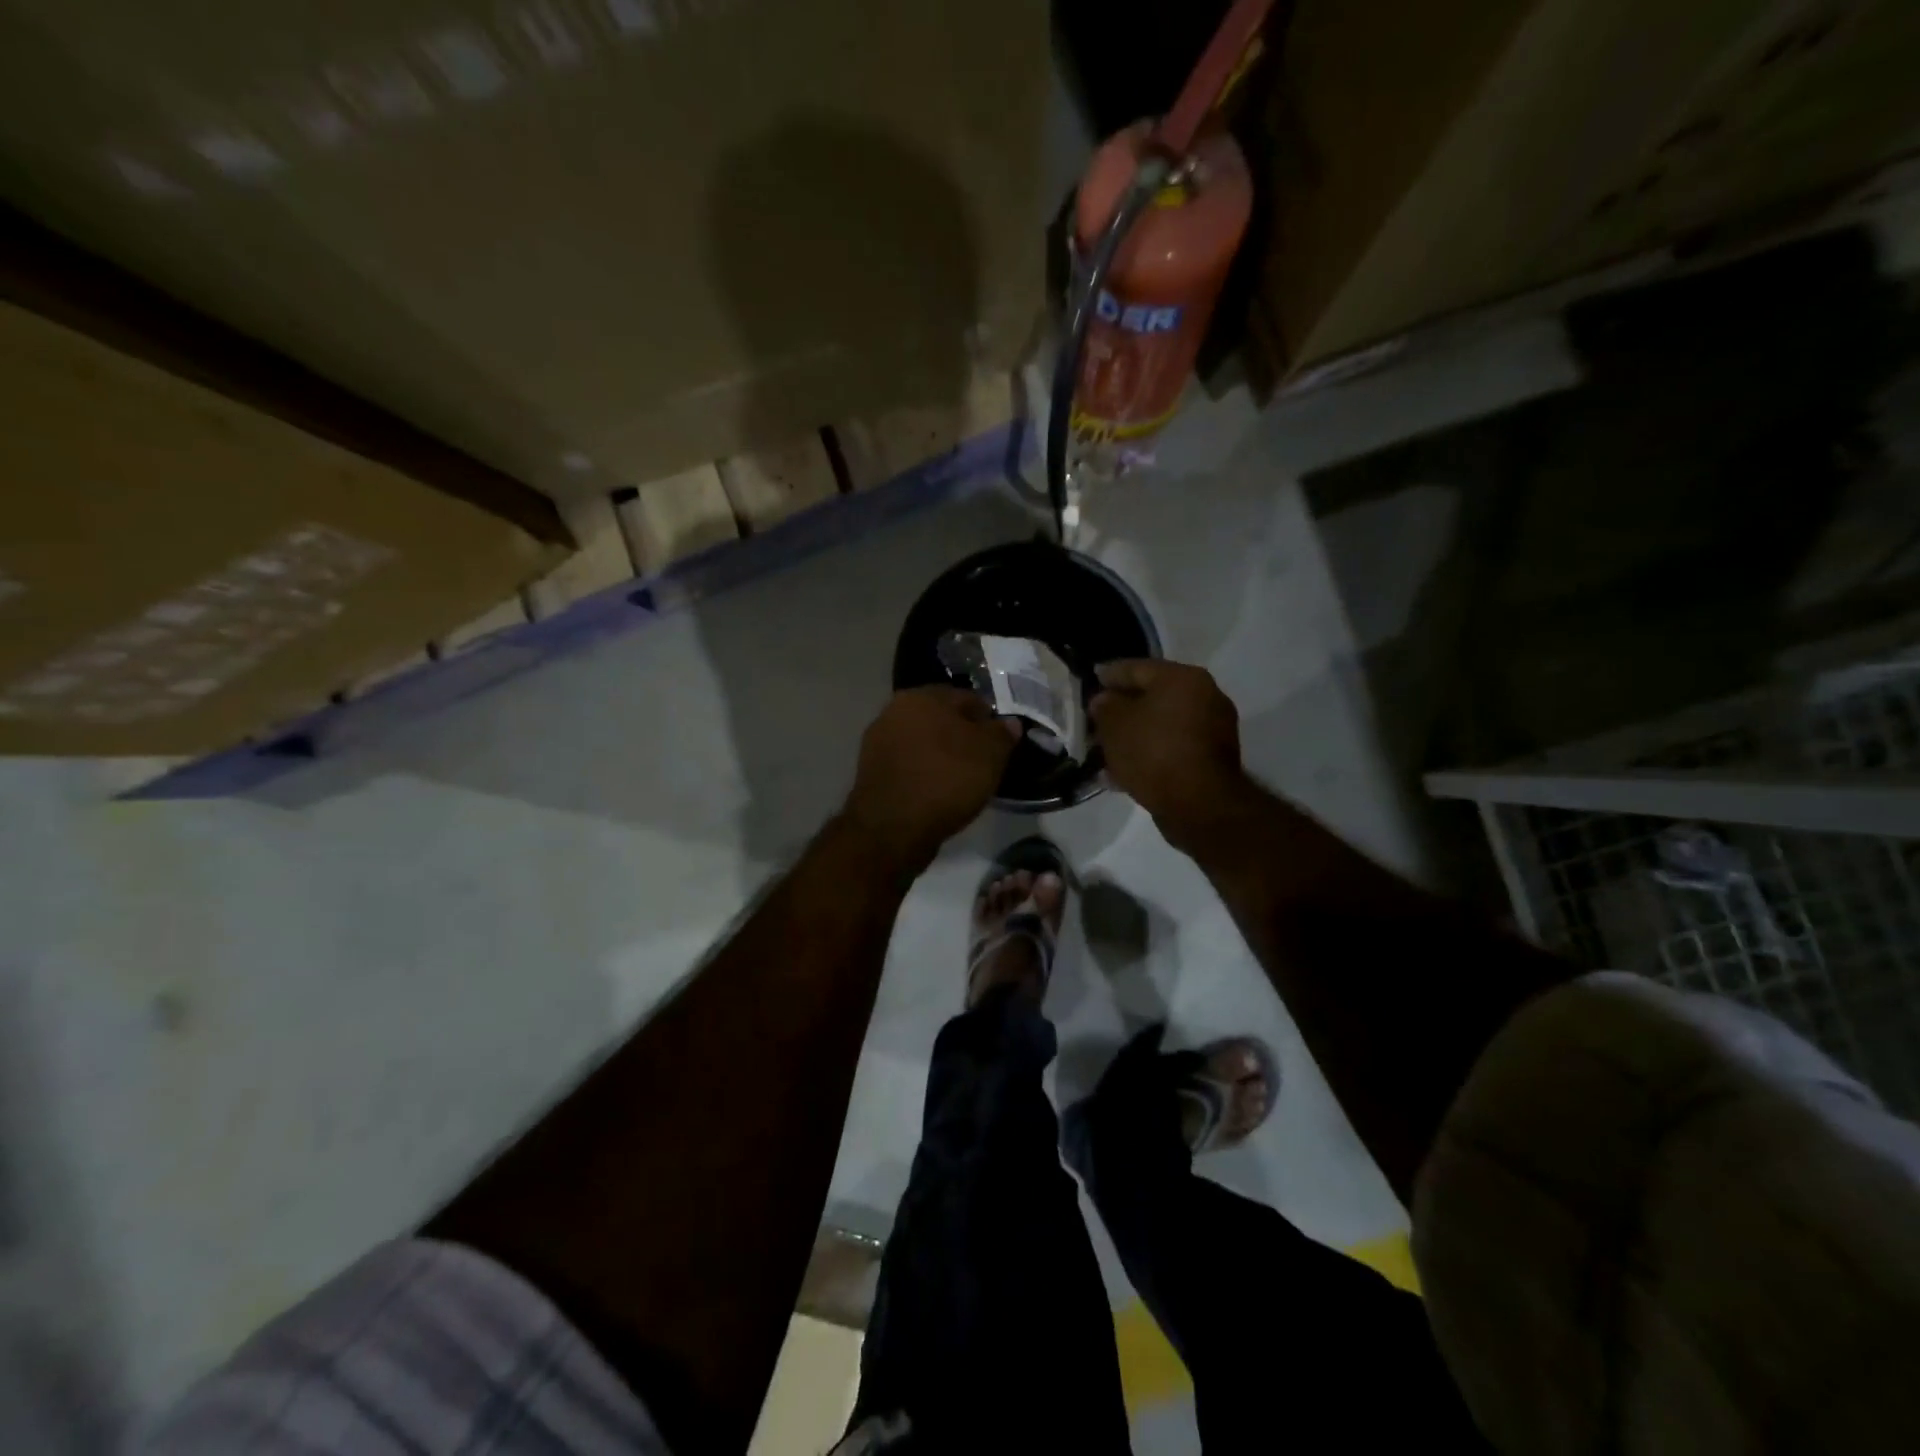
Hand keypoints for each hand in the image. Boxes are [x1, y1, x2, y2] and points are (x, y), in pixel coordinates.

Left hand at [842, 687, 1020, 871]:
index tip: (1002, 743)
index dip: (989, 719)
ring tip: (962, 779)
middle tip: (984, 761)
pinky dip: (925, 772)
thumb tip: (1008, 723)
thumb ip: (1002, 733)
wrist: (892, 828)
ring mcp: (878, 741)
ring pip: (923, 742)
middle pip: (942, 719)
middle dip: (963, 735)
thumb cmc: (945, 780)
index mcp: (923, 696)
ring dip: (941, 755)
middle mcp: (894, 710)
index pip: (968, 698)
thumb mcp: (989, 755)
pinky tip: (938, 791)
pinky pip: (909, 764)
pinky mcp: (871, 771)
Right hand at [1090, 659, 1245, 847]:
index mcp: (1183, 678)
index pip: (1136, 668)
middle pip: (1152, 696)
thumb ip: (1105, 706)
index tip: (1089, 682)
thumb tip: (1105, 700)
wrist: (1199, 804)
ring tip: (1107, 750)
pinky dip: (1150, 753)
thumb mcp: (1115, 724)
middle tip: (1096, 721)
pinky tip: (1126, 771)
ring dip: (1135, 734)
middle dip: (1122, 710)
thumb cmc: (1153, 752)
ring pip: (1162, 725)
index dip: (1108, 675)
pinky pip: (1172, 747)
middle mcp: (1205, 695)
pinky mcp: (1213, 758)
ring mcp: (1213, 728)